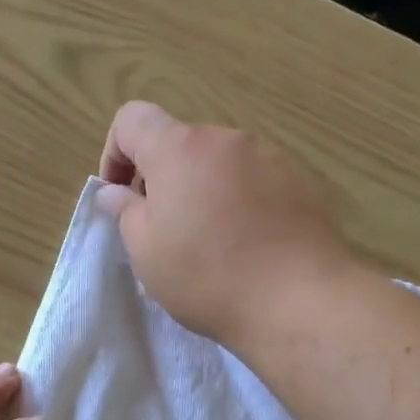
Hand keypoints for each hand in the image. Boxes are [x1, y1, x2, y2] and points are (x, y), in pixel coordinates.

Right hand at [97, 101, 354, 345]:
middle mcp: (227, 139)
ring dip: (207, 190)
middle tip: (166, 229)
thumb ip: (125, 211)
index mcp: (180, 148)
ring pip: (224, 163)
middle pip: (182, 143)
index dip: (115, 153)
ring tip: (215, 241)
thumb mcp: (146, 251)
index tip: (121, 197)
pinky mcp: (305, 181)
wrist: (297, 300)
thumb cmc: (206, 276)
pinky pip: (261, 182)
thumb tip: (116, 192)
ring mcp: (272, 156)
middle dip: (165, 178)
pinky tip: (253, 245)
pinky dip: (246, 202)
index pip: (132, 119)